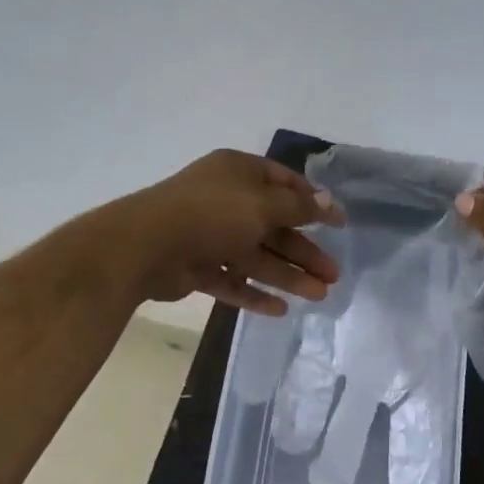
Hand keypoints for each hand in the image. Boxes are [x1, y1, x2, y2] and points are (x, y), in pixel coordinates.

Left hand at [111, 149, 342, 314]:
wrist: (145, 246)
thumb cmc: (212, 214)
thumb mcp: (263, 205)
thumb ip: (299, 208)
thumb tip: (329, 202)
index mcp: (239, 173)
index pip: (284, 184)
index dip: (314, 203)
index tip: (338, 224)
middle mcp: (226, 200)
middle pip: (274, 226)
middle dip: (304, 251)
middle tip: (334, 274)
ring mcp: (209, 235)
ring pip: (256, 256)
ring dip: (288, 275)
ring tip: (320, 295)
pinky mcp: (196, 266)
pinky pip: (232, 279)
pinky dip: (254, 293)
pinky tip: (280, 310)